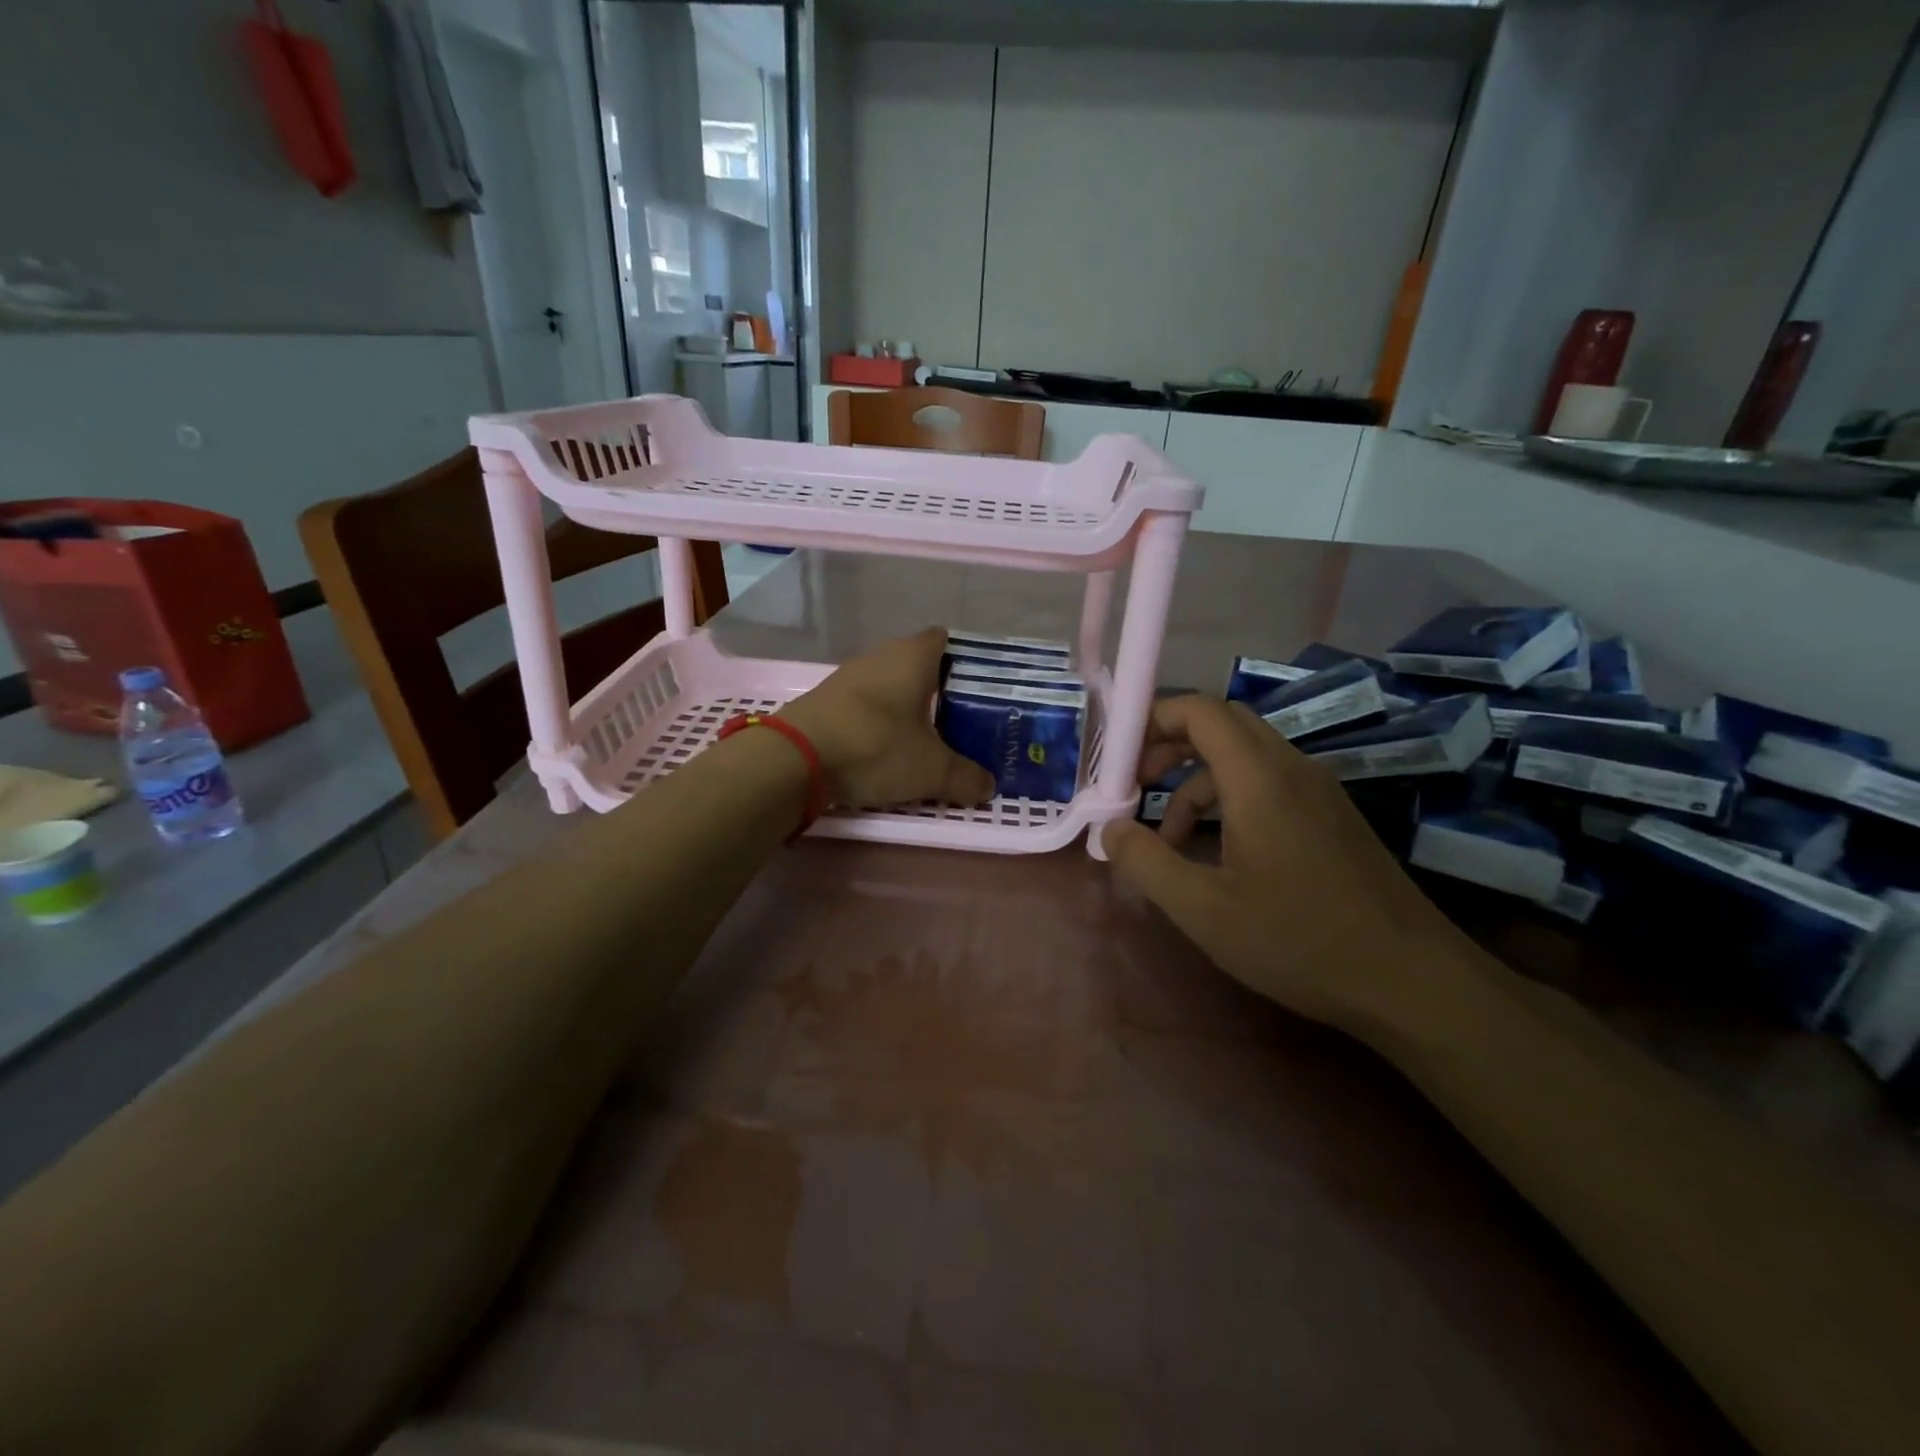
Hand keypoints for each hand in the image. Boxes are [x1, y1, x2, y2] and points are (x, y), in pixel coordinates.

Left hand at [781, 628, 995, 809]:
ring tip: (928, 739)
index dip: (964, 661)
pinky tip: (887, 749)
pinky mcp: (826, 701)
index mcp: (912, 656)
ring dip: (906, 709)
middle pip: (918, 665)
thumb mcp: (931, 770)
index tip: (979, 690)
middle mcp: (880, 656)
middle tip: (961, 722)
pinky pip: (865, 706)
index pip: (945, 641)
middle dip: (939, 691)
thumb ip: (965, 777)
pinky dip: (879, 722)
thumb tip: (989, 786)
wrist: (795, 759)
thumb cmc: (876, 747)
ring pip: (889, 686)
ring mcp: (849, 677)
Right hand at [1100, 695, 1464, 1028]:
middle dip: (1169, 744)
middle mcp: (1291, 769)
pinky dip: (1228, 798)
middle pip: (1221, 723)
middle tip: (1136, 785)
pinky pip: (1267, 782)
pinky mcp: (1330, 816)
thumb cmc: (1298, 940)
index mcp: (1259, 779)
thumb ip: (1146, 862)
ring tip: (1169, 837)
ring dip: (1196, 779)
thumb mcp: (1203, 910)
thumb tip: (1109, 828)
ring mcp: (1317, 790)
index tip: (1117, 756)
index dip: (1152, 719)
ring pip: (1243, 755)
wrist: (1411, 980)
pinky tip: (1216, 851)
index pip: (1200, 710)